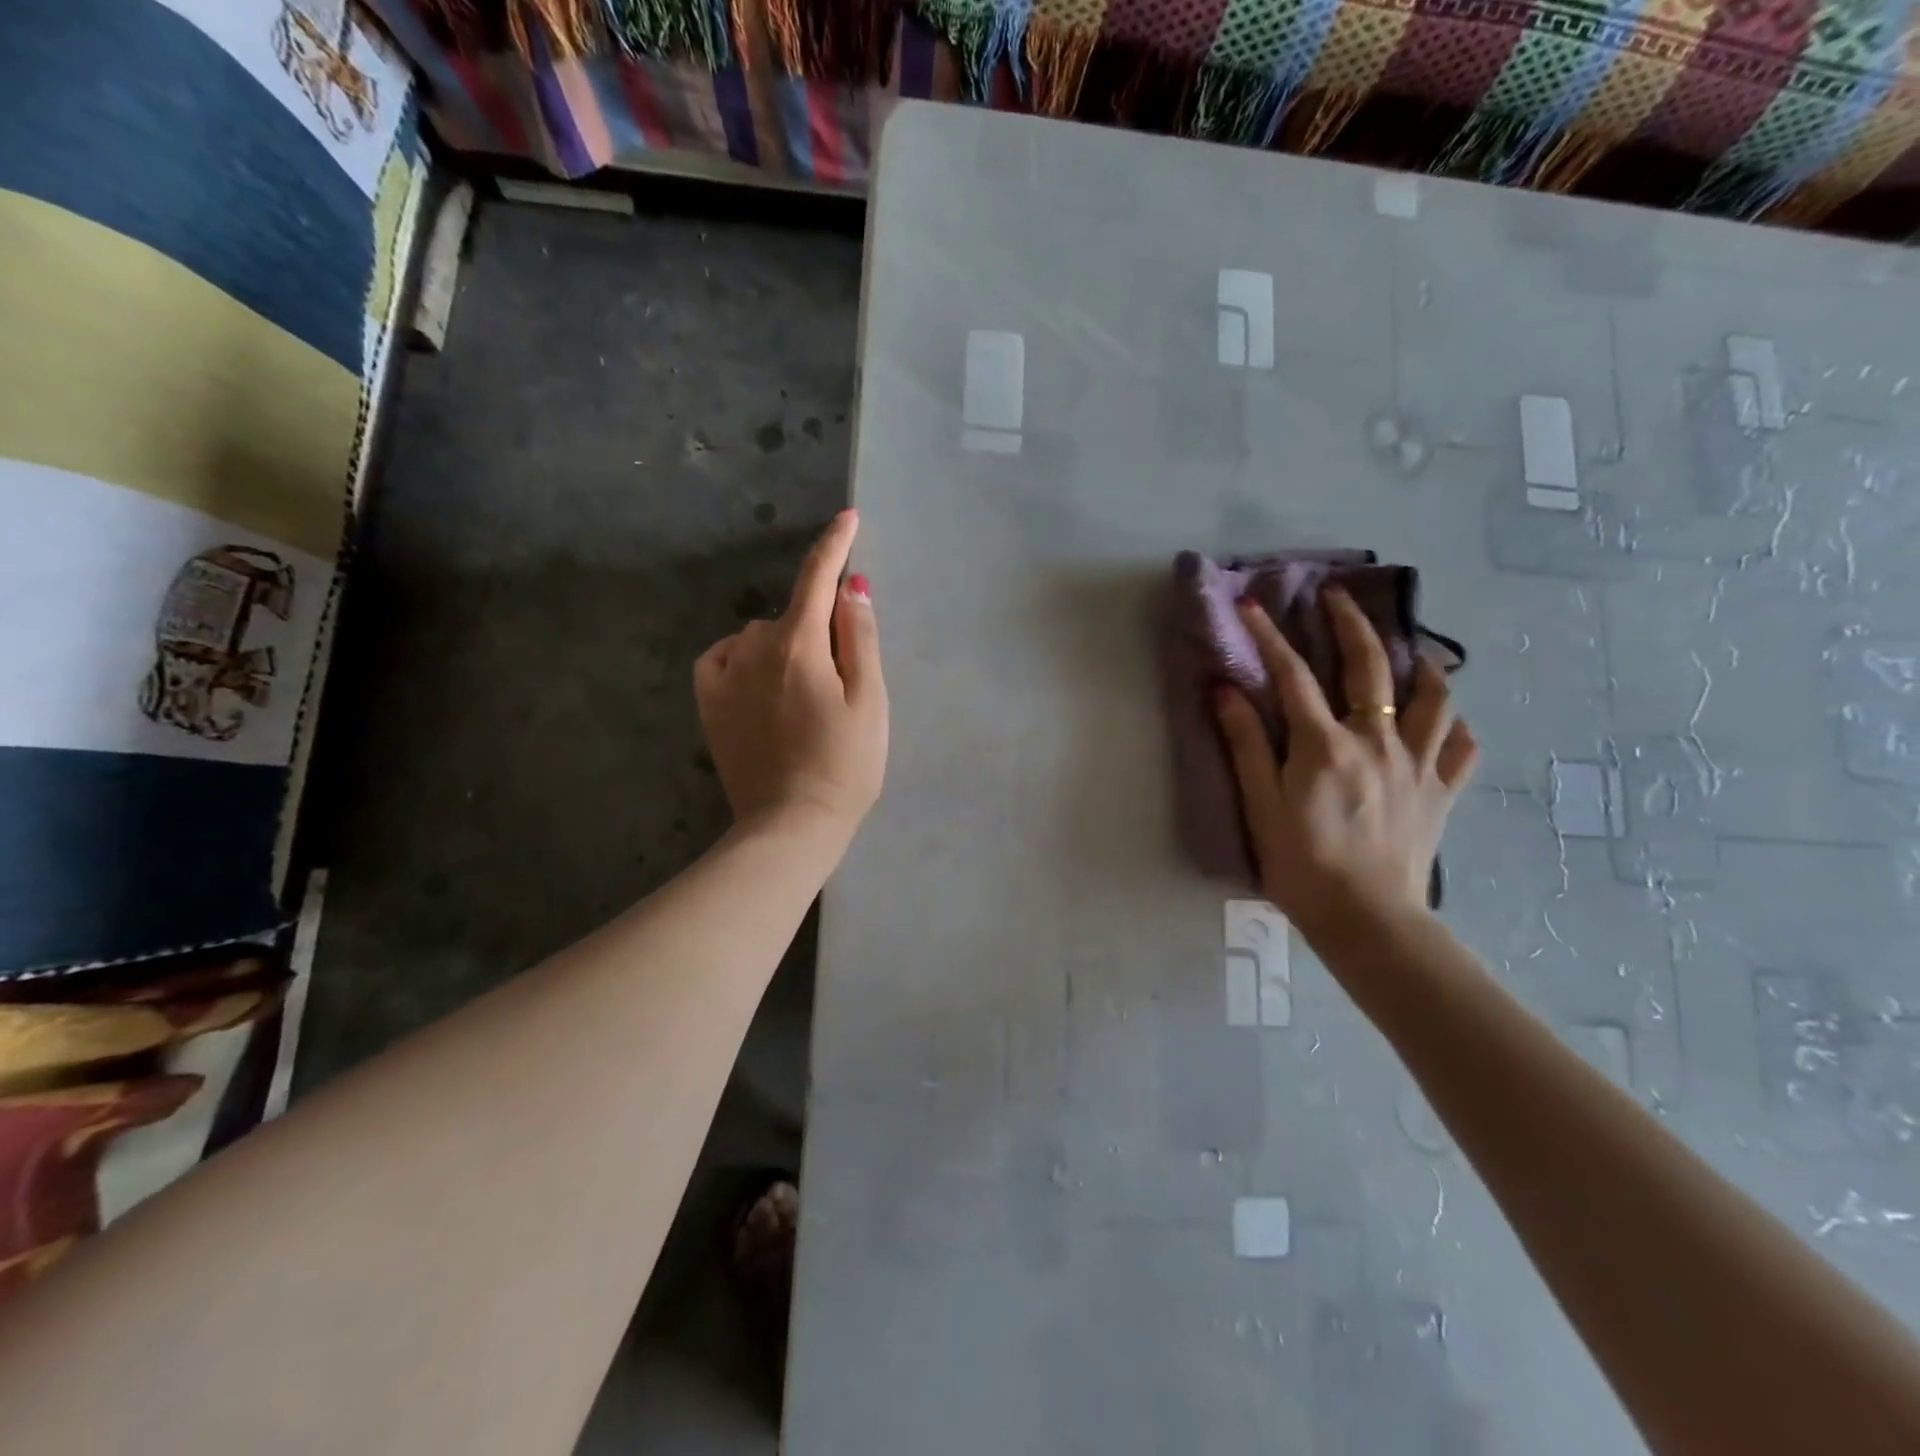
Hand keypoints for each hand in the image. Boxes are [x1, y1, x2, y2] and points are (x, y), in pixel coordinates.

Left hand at [694, 510, 887, 838]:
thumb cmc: (846, 765)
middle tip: (841, 680)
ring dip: (784, 645)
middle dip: (817, 628)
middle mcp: (754, 648)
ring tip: (805, 695)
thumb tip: (851, 586)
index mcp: (800, 644)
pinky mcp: (709, 703)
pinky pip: (723, 657)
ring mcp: (725, 676)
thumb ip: (859, 637)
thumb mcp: (870, 700)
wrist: (792, 825)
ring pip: (759, 636)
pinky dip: (743, 656)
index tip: (848, 517)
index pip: (818, 578)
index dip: (835, 545)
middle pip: (792, 614)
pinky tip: (759, 681)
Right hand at [1214, 590, 1476, 938]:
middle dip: (1352, 623)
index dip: (1270, 636)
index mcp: (1325, 745)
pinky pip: (1460, 747)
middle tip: (1337, 597)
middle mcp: (1377, 741)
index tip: (1252, 605)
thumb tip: (1227, 690)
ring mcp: (1417, 765)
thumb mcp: (1260, 805)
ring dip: (1420, 666)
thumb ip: (1245, 744)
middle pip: (1371, 667)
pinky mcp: (1441, 792)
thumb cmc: (1301, 864)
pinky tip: (1443, 722)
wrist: (1367, 920)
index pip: (1292, 675)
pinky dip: (1454, 726)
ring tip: (1410, 655)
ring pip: (1433, 699)